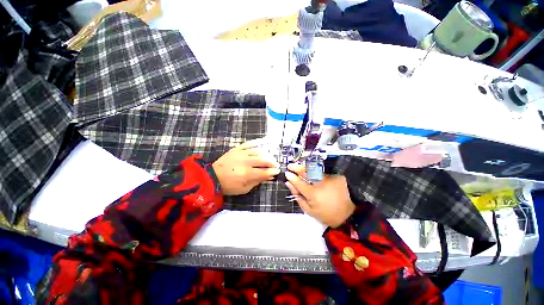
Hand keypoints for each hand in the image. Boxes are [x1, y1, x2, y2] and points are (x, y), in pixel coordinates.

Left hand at [213, 139, 279, 195]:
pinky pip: (249, 144)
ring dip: (266, 154)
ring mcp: (241, 154)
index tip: (278, 171)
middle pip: (263, 160)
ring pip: (258, 151)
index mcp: (246, 174)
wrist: (212, 177)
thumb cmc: (229, 186)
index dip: (272, 171)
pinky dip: (257, 142)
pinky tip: (264, 141)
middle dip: (272, 162)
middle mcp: (245, 162)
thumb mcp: (244, 189)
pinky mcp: (237, 149)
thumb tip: (269, 176)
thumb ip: (257, 182)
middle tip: (276, 164)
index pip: (264, 172)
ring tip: (270, 157)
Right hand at [285, 163, 354, 227]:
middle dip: (297, 167)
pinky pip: (323, 174)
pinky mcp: (337, 177)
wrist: (347, 215)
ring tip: (300, 170)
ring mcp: (330, 179)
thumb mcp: (309, 210)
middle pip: (306, 172)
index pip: (298, 182)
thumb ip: (297, 196)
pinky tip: (314, 177)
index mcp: (313, 193)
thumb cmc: (326, 214)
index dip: (292, 177)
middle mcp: (321, 183)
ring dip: (306, 170)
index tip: (287, 173)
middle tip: (291, 166)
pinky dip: (316, 174)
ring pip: (314, 171)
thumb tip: (289, 184)